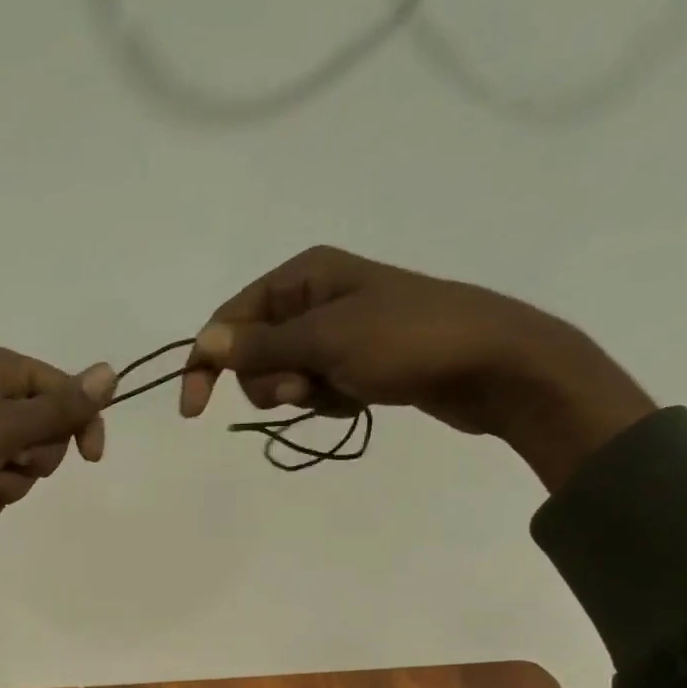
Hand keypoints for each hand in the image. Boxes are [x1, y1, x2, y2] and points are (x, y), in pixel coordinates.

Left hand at [0, 347, 115, 585]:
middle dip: (30, 461)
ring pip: (22, 465)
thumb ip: (59, 408)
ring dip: (6, 484)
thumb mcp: (3, 428)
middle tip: (3, 463)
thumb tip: (110, 372)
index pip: (64, 391)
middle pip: (45, 432)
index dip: (80, 424)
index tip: (89, 459)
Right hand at [179, 246, 655, 489]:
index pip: (229, 319)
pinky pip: (315, 388)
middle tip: (307, 387)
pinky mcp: (354, 362)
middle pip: (253, 352)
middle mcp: (314, 298)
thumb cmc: (408, 341)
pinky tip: (356, 398)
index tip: (193, 412)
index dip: (206, 363)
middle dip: (270, 380)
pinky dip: (325, 401)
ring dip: (300, 395)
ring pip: (282, 376)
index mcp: (303, 275)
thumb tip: (205, 342)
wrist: (492, 364)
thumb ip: (262, 344)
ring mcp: (336, 332)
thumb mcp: (327, 340)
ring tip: (340, 391)